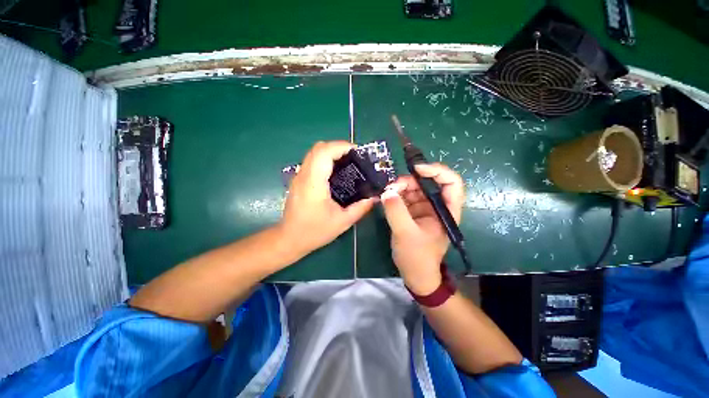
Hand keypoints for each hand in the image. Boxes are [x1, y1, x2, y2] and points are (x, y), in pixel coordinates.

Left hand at [279, 141, 374, 256]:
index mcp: (314, 183)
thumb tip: (375, 197)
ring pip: (313, 153)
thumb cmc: (315, 231)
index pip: (324, 152)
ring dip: (331, 152)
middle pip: (318, 148)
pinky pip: (312, 161)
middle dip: (337, 147)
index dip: (341, 146)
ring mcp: (298, 177)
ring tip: (347, 162)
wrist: (290, 239)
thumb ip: (360, 208)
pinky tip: (335, 172)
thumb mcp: (342, 222)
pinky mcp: (298, 180)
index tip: (357, 151)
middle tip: (354, 157)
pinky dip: (324, 159)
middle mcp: (304, 175)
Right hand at [381, 163, 464, 294]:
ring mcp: (424, 208)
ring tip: (387, 193)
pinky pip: (404, 196)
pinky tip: (386, 198)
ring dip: (400, 187)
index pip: (451, 182)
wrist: (414, 273)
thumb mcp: (405, 234)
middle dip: (410, 181)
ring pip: (414, 188)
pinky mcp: (412, 212)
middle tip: (392, 187)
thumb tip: (386, 192)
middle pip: (427, 182)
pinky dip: (395, 195)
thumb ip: (396, 211)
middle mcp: (437, 206)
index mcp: (446, 210)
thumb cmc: (417, 257)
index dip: (437, 171)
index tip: (417, 169)